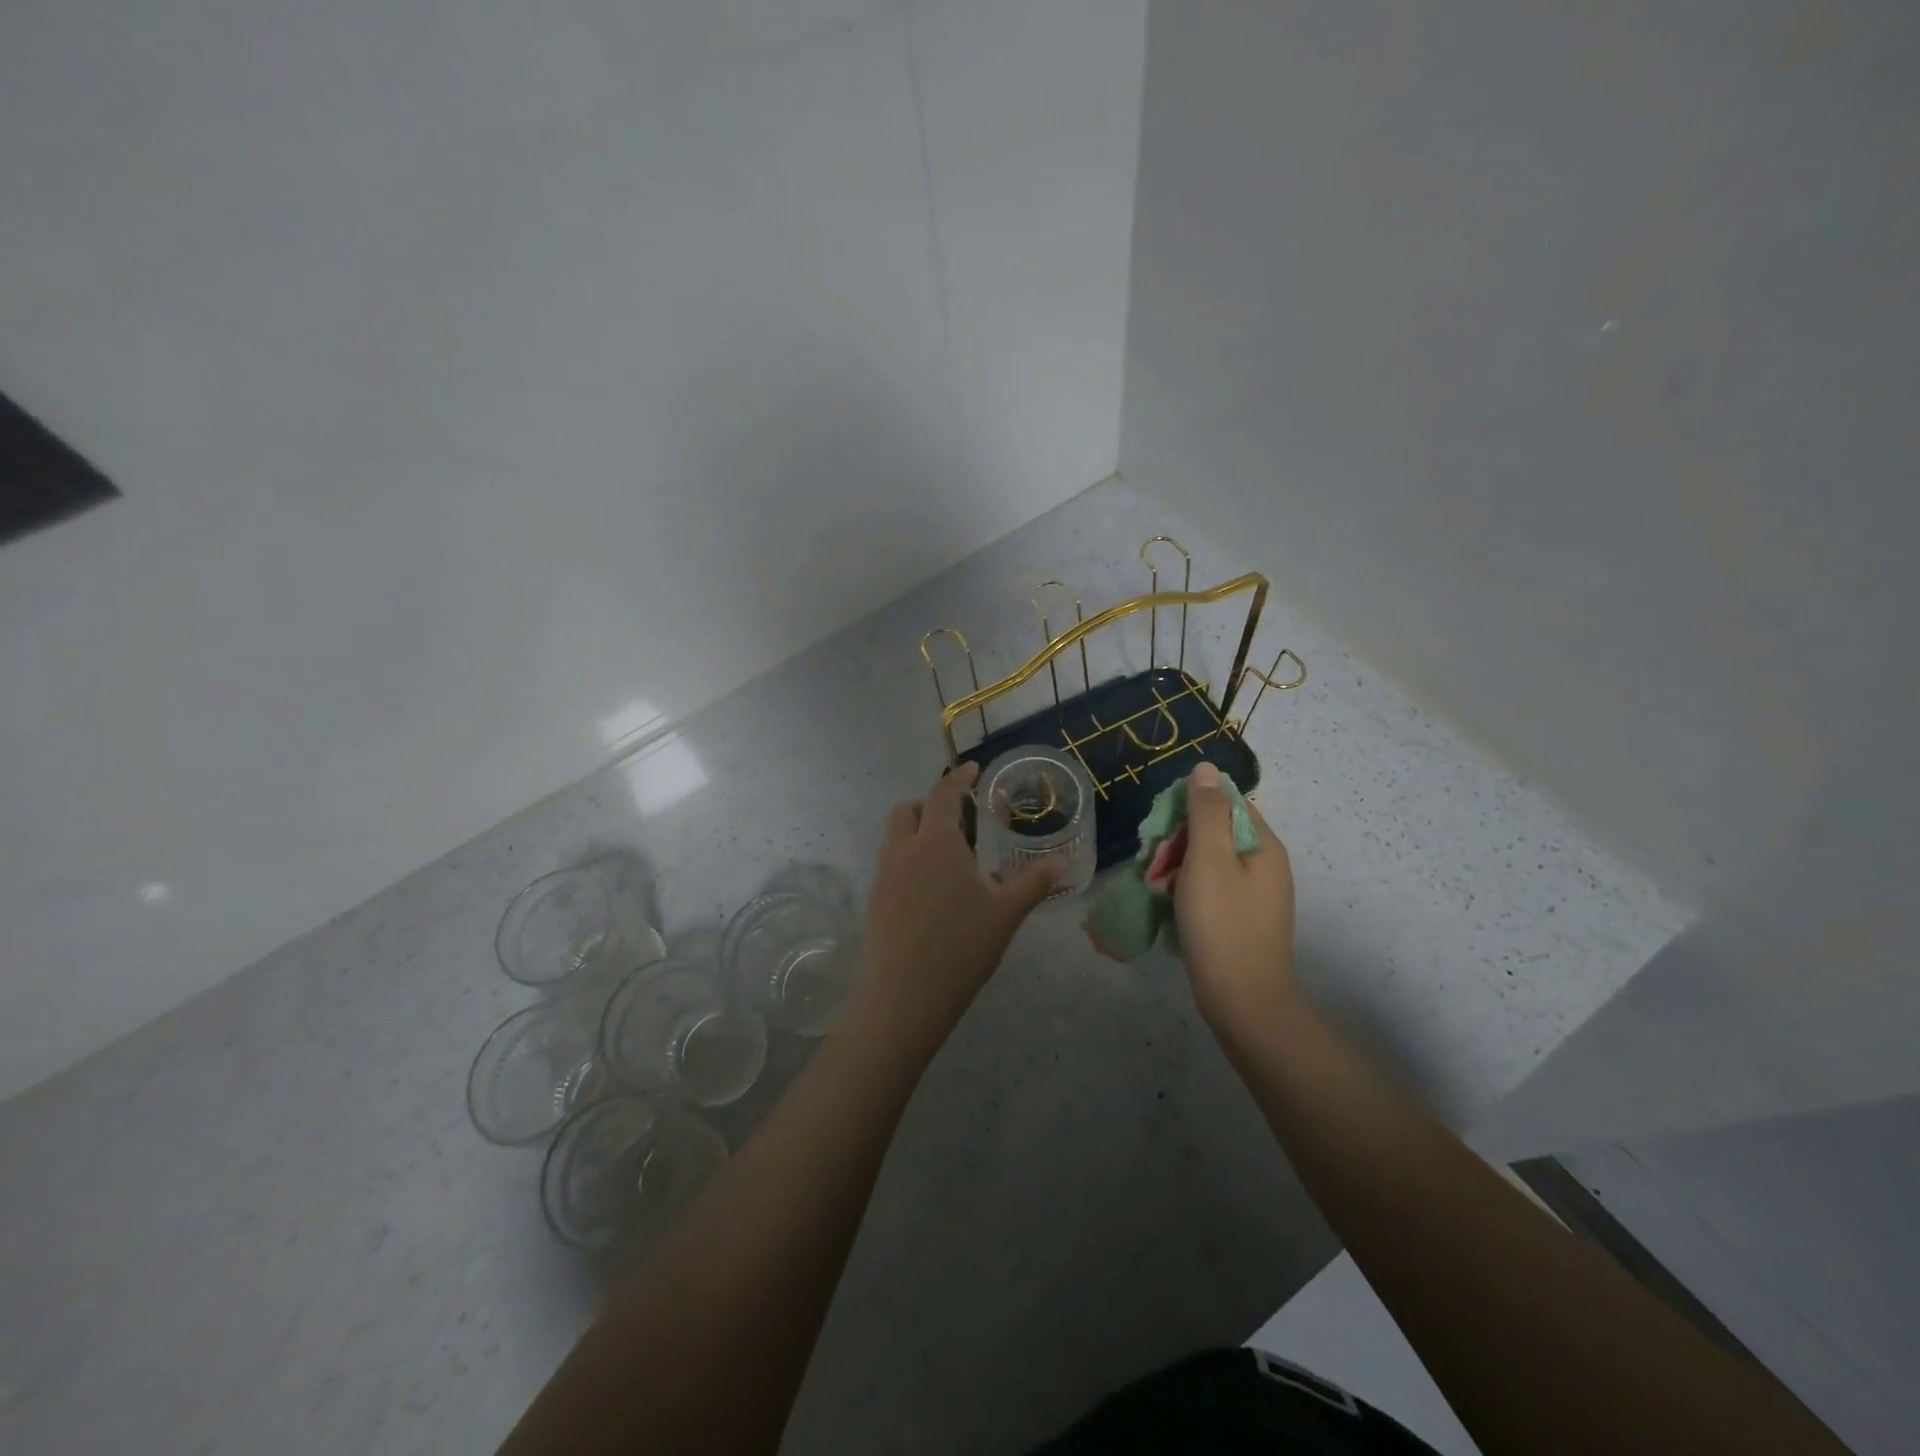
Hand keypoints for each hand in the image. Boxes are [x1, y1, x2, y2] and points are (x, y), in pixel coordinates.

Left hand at [849, 762, 1057, 1055]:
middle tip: (957, 817)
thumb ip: (1036, 882)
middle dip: (929, 803)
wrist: (904, 997)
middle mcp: (903, 849)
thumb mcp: (1007, 913)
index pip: (943, 794)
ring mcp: (883, 875)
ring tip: (946, 854)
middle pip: (907, 809)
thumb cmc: (961, 948)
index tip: (972, 769)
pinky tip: (929, 889)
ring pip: (894, 836)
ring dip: (915, 830)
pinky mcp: (873, 899)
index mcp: (937, 843)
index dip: (958, 777)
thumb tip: (1068, 861)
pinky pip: (889, 863)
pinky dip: (907, 858)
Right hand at [1174, 763, 1302, 1041]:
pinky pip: (1214, 889)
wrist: (1243, 1001)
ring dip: (1181, 867)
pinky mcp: (1245, 920)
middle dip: (1181, 841)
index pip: (1227, 803)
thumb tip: (1206, 768)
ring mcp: (1258, 896)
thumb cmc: (1222, 924)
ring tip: (1158, 886)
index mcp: (1264, 846)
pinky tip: (1172, 906)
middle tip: (1156, 863)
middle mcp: (1267, 866)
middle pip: (1218, 833)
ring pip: (1212, 863)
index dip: (1191, 808)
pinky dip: (1191, 891)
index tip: (1163, 829)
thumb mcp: (1208, 860)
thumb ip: (1206, 812)